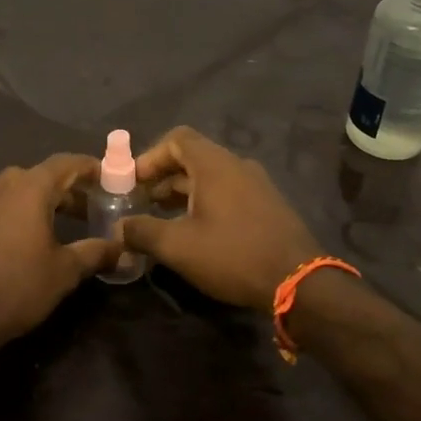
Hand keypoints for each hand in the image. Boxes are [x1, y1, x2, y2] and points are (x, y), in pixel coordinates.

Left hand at [0, 154, 120, 348]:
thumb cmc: (19, 287)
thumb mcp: (66, 272)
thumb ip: (95, 252)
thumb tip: (122, 247)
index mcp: (32, 188)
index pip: (66, 163)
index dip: (88, 168)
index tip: (105, 178)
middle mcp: (3, 183)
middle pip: (39, 175)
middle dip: (64, 189)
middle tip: (85, 212)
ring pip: (7, 183)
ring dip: (29, 194)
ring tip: (46, 217)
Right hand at [119, 126, 320, 311]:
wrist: (300, 281)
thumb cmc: (233, 254)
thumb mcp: (178, 247)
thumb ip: (143, 232)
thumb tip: (120, 228)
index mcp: (214, 164)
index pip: (176, 138)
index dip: (150, 156)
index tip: (133, 182)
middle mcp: (236, 164)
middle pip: (192, 156)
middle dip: (163, 177)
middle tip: (143, 202)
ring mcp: (257, 184)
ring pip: (211, 176)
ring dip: (184, 192)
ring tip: (164, 219)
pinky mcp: (268, 205)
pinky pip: (229, 191)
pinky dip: (206, 201)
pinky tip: (197, 232)